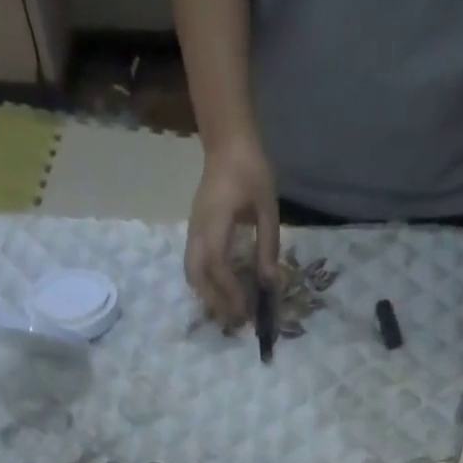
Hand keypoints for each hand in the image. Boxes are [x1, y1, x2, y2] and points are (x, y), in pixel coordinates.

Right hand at [184, 134, 279, 324]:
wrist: (227, 143)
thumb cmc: (251, 170)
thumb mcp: (267, 207)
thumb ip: (268, 246)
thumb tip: (270, 284)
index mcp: (216, 219)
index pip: (216, 263)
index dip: (229, 290)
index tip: (245, 309)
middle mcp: (198, 229)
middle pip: (197, 275)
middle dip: (215, 301)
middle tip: (237, 319)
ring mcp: (193, 231)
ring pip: (191, 274)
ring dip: (207, 297)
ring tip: (228, 312)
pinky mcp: (194, 233)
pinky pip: (193, 266)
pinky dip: (204, 286)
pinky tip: (221, 295)